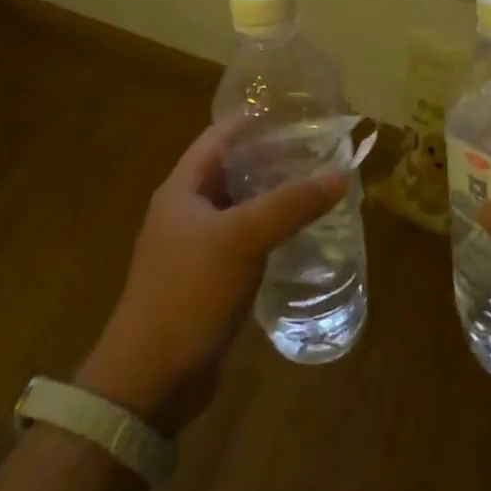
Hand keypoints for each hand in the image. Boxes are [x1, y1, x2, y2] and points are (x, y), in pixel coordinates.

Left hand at [77, 119, 347, 435]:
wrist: (150, 380)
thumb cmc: (188, 293)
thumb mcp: (241, 239)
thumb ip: (290, 204)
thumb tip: (341, 173)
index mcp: (183, 188)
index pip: (220, 136)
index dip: (255, 119)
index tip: (297, 110)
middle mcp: (187, 210)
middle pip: (233, 169)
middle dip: (273, 156)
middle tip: (319, 147)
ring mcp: (196, 246)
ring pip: (242, 206)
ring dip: (274, 194)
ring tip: (318, 183)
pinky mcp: (209, 279)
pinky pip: (245, 240)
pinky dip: (271, 229)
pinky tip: (301, 231)